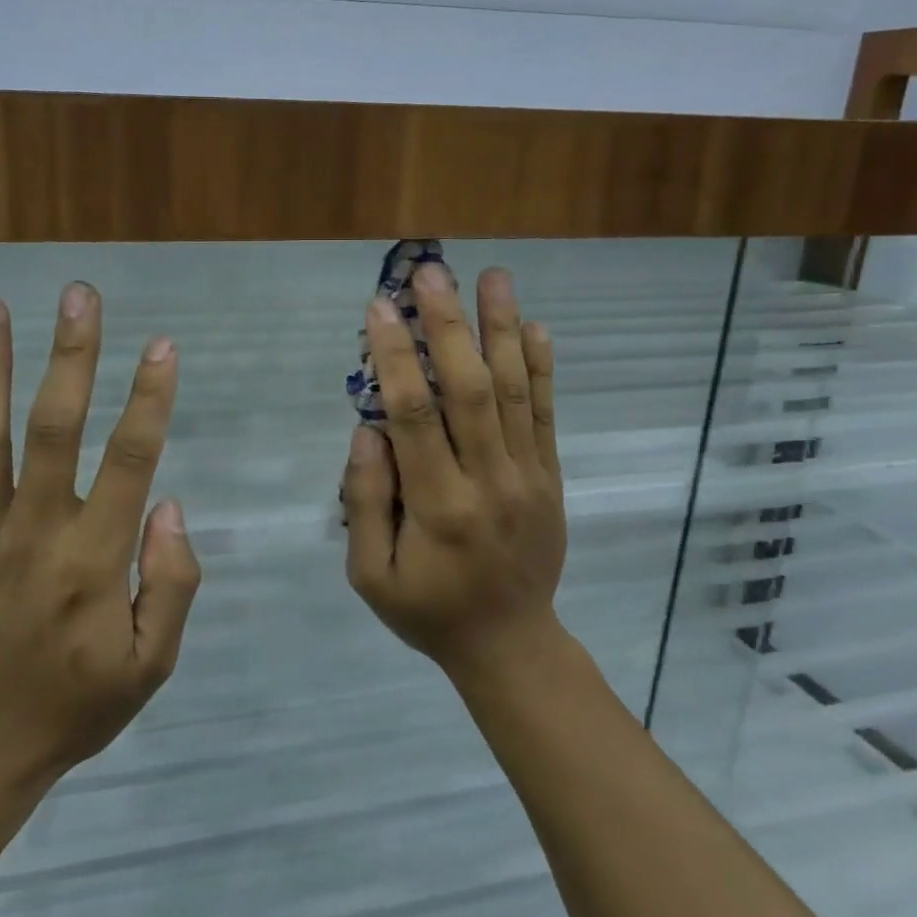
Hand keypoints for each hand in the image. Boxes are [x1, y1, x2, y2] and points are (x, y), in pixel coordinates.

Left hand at [0, 283, 201, 801]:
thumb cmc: (73, 708)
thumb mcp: (149, 667)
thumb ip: (171, 585)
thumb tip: (170, 506)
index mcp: (93, 559)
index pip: (130, 461)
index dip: (150, 400)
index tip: (164, 346)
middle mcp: (35, 530)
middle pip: (54, 427)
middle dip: (71, 356)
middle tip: (79, 296)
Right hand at [342, 265, 566, 677]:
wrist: (511, 643)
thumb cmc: (429, 610)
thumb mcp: (370, 575)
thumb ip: (365, 502)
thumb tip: (369, 431)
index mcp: (439, 508)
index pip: (415, 417)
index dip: (397, 358)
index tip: (380, 308)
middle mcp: (489, 482)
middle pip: (469, 390)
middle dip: (448, 326)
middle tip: (432, 273)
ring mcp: (528, 477)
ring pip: (513, 392)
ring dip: (501, 330)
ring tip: (491, 276)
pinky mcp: (551, 477)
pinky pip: (545, 415)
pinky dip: (540, 368)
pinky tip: (533, 326)